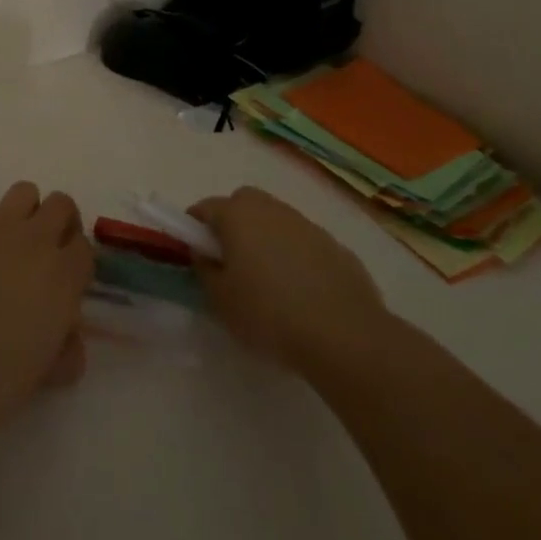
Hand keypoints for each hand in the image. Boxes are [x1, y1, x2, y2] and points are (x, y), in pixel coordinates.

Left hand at [0, 181, 94, 440]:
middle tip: (44, 255)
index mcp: (63, 276)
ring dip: (26, 214)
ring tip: (11, 246)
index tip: (66, 283)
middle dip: (59, 225)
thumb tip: (66, 337)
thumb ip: (66, 348)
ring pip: (25, 193)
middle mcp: (35, 240)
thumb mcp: (47, 373)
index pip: (85, 248)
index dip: (76, 264)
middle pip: (61, 205)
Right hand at [189, 186, 392, 374]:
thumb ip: (205, 270)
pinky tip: (301, 292)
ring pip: (275, 221)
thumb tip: (205, 253)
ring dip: (266, 239)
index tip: (197, 254)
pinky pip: (303, 243)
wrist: (345, 335)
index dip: (195, 229)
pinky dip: (296, 256)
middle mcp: (270, 208)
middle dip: (232, 224)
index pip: (204, 208)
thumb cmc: (269, 314)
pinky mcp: (335, 245)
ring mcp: (306, 224)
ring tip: (268, 280)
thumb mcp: (220, 300)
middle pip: (242, 204)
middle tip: (231, 262)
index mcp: (237, 215)